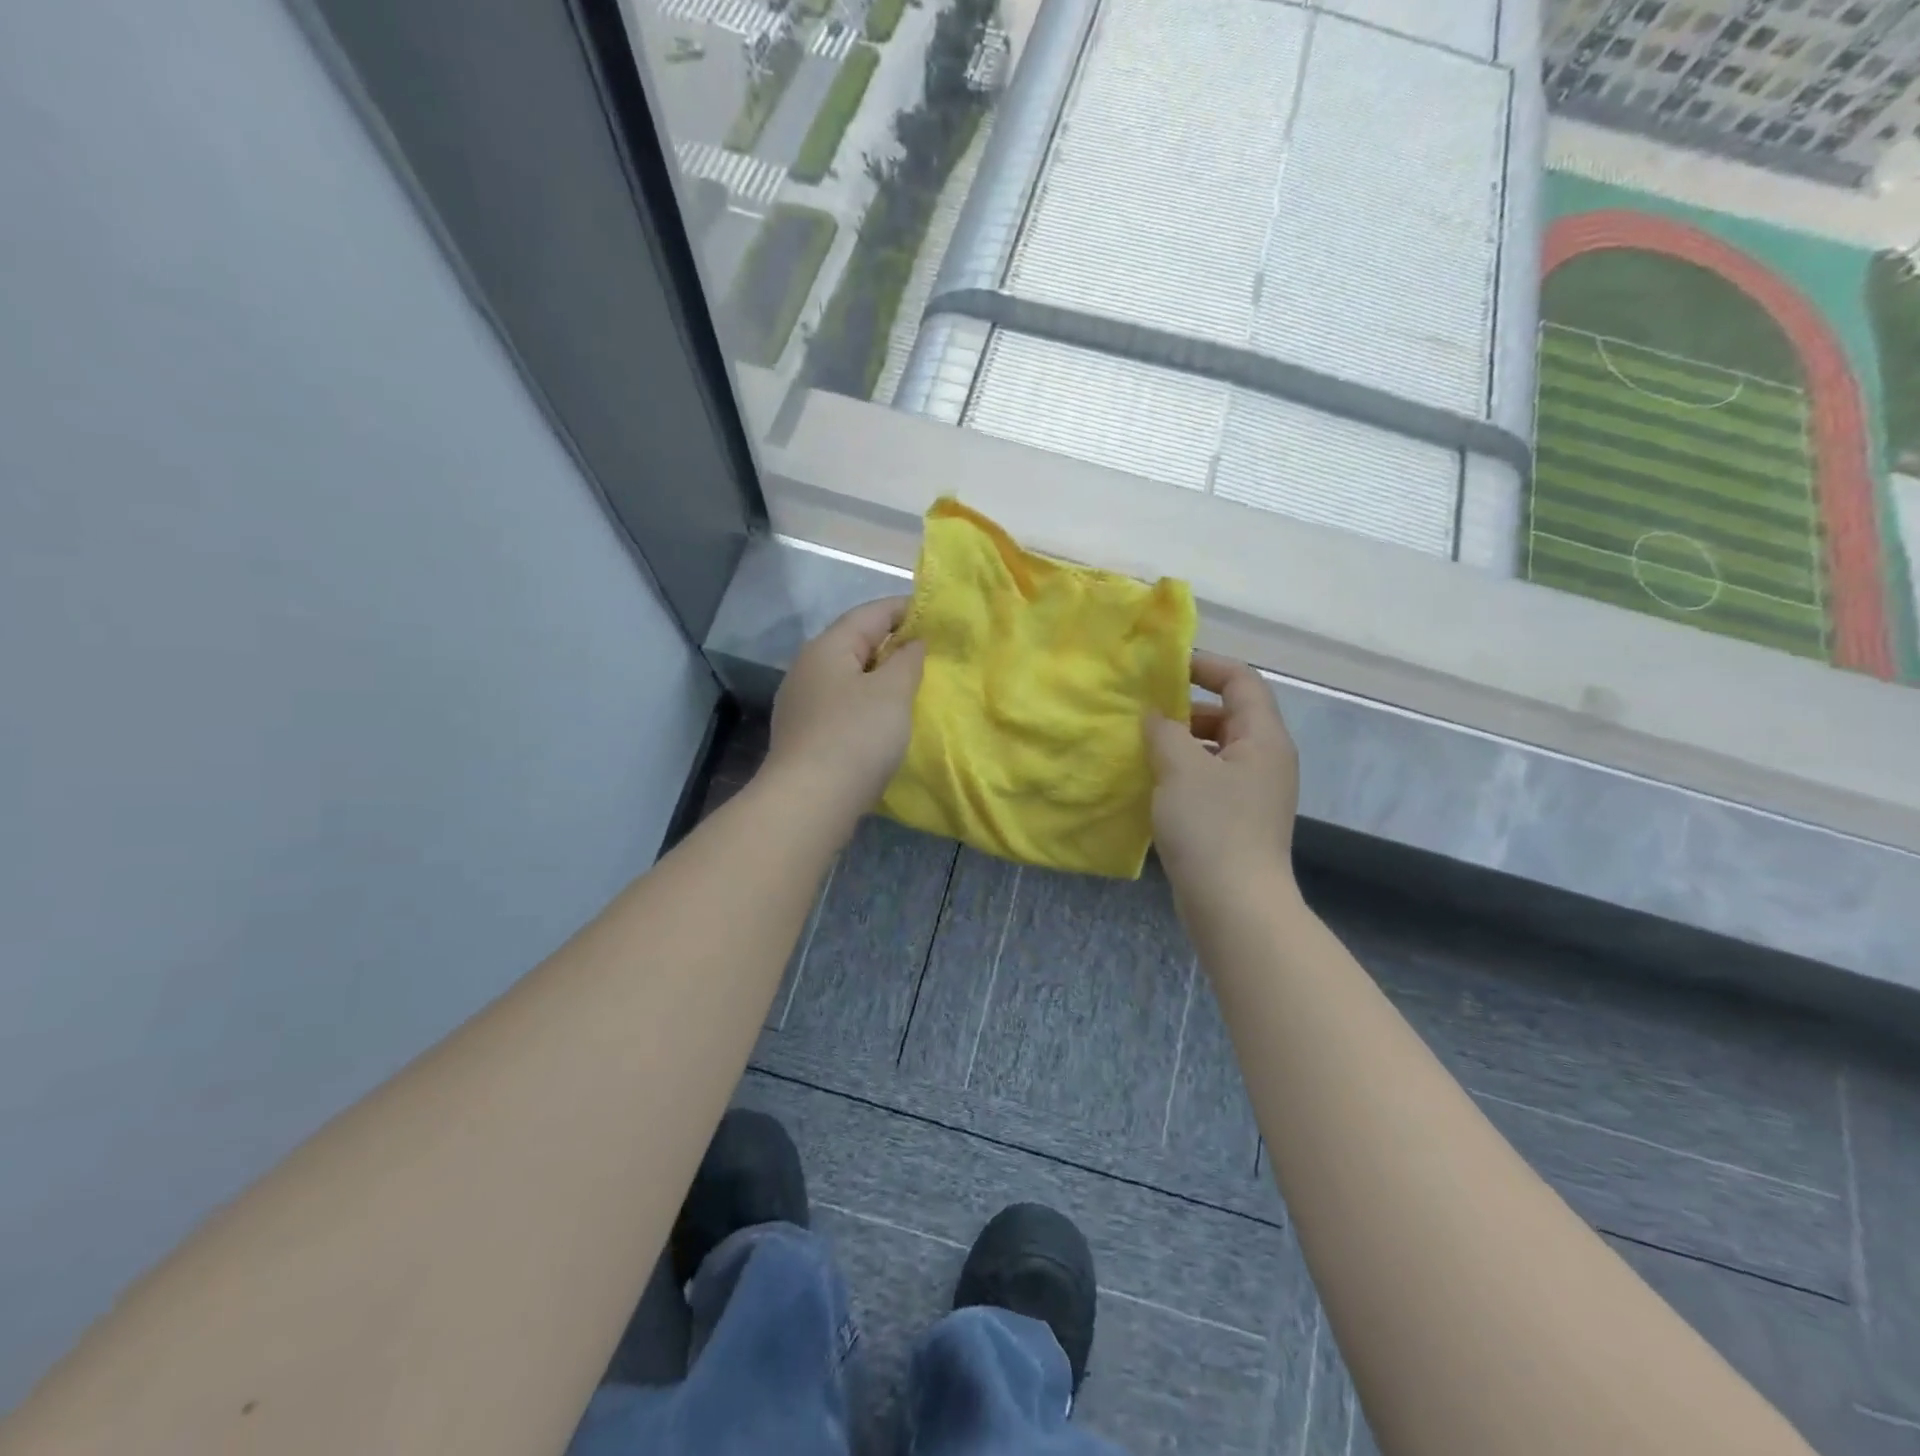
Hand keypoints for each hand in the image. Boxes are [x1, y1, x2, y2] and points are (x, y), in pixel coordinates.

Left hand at [764, 597, 925, 823]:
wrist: (809, 802)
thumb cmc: (856, 737)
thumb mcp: (892, 692)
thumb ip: (907, 660)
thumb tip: (912, 642)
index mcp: (828, 647)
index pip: (870, 613)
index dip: (905, 609)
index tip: (937, 615)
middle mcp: (808, 667)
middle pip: (856, 642)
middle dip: (893, 643)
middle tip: (930, 652)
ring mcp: (802, 703)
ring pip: (848, 676)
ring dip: (879, 676)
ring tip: (912, 686)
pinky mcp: (804, 733)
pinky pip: (842, 704)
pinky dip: (866, 703)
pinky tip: (884, 720)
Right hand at [1145, 652, 1300, 905]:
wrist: (1234, 905)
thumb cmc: (1211, 827)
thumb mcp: (1181, 769)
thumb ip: (1164, 731)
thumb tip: (1155, 715)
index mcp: (1263, 739)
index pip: (1242, 681)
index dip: (1206, 665)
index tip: (1165, 668)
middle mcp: (1265, 760)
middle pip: (1229, 714)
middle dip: (1186, 708)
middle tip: (1144, 712)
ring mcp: (1253, 793)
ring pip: (1216, 750)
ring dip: (1180, 743)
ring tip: (1141, 747)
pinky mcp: (1237, 820)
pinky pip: (1209, 779)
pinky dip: (1182, 772)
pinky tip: (1151, 783)